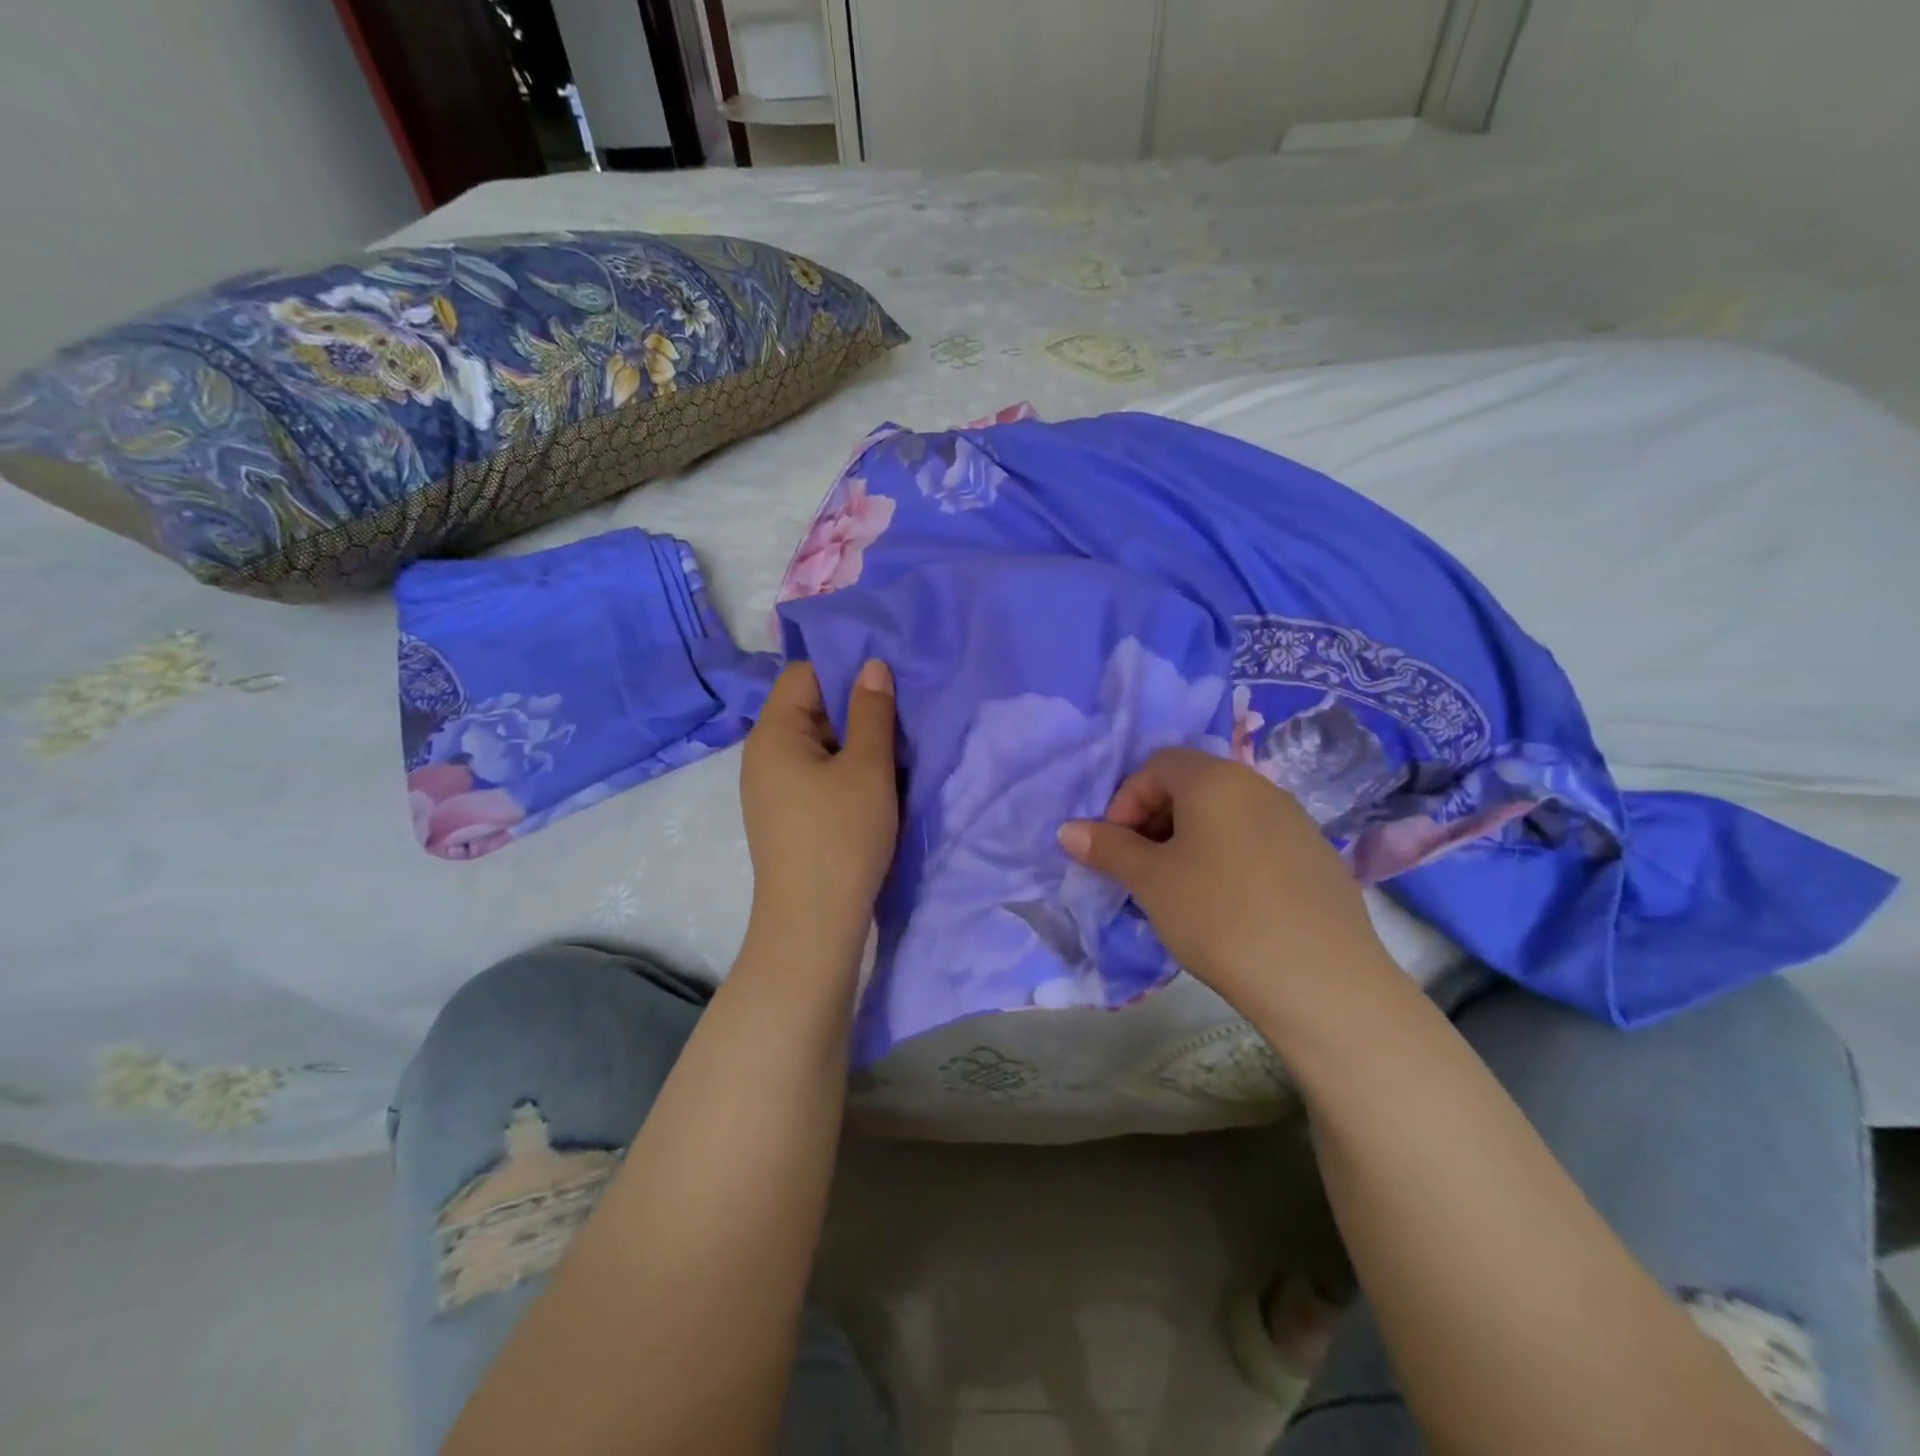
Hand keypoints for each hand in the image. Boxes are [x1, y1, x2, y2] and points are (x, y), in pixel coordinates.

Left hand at [740, 660, 899, 954]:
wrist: (814, 924)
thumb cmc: (841, 837)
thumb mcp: (867, 768)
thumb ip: (872, 712)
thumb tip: (872, 665)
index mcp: (773, 733)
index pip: (804, 675)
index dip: (845, 670)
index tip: (888, 682)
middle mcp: (763, 755)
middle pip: (810, 708)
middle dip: (855, 709)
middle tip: (901, 717)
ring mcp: (772, 788)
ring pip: (818, 745)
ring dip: (855, 744)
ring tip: (896, 752)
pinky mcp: (786, 815)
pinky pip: (817, 775)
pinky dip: (845, 771)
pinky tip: (876, 786)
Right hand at [1057, 748, 1396, 1017]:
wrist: (1321, 981)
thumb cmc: (1219, 915)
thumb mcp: (1151, 881)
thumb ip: (1108, 848)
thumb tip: (1068, 830)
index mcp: (1216, 779)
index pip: (1157, 765)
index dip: (1126, 801)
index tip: (1117, 848)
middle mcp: (1259, 786)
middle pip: (1192, 786)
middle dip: (1155, 821)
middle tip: (1142, 869)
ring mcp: (1295, 820)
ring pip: (1225, 816)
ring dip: (1190, 841)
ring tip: (1180, 891)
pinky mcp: (1318, 857)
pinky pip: (1257, 841)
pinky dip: (1228, 858)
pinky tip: (1229, 907)